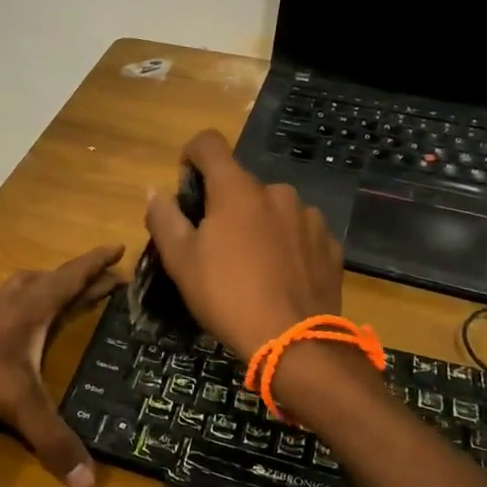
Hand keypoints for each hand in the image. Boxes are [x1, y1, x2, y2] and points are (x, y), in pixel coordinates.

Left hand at [0, 244, 125, 486]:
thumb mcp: (15, 403)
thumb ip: (51, 439)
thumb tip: (89, 482)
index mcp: (29, 309)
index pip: (70, 278)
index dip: (96, 264)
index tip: (118, 246)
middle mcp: (8, 303)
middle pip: (49, 280)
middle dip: (79, 278)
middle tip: (103, 280)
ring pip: (20, 288)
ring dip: (44, 286)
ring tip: (57, 293)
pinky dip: (15, 305)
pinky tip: (10, 322)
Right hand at [144, 129, 344, 360]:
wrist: (295, 342)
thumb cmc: (227, 296)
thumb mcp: (181, 261)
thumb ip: (164, 218)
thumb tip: (155, 191)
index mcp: (237, 189)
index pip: (209, 144)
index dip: (191, 155)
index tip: (186, 182)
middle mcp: (277, 192)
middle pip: (242, 185)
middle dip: (226, 205)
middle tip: (216, 246)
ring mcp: (309, 217)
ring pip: (273, 209)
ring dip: (259, 225)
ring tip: (253, 266)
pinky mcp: (330, 244)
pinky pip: (300, 233)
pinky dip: (287, 245)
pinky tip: (282, 278)